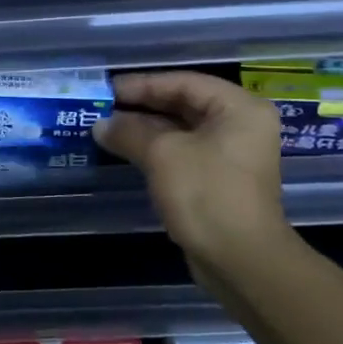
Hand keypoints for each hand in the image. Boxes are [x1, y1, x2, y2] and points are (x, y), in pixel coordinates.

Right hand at [94, 70, 293, 277]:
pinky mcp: (220, 180)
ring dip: (146, 130)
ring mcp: (232, 155)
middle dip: (142, 106)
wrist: (241, 261)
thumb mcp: (162, 155)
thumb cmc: (206, 193)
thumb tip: (100, 124)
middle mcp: (241, 126)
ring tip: (108, 129)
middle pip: (184, 104)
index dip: (143, 84)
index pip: (184, 82)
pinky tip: (127, 151)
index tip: (109, 89)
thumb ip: (129, 132)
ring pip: (182, 131)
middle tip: (104, 107)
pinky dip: (157, 150)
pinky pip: (185, 153)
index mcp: (238, 108)